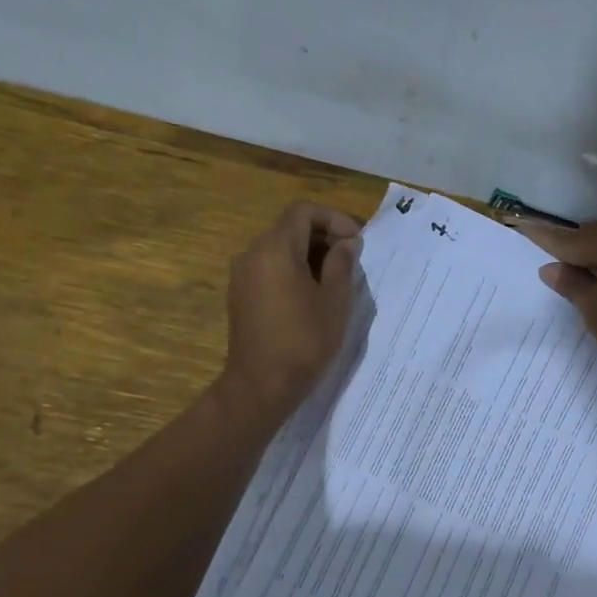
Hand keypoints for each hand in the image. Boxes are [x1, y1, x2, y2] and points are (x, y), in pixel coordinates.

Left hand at [221, 200, 362, 418]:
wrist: (261, 385)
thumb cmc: (304, 342)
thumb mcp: (334, 302)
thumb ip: (341, 265)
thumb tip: (346, 243)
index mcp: (276, 249)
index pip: (303, 211)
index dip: (333, 218)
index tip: (356, 240)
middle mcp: (253, 253)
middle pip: (290, 227)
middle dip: (323, 235)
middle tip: (352, 257)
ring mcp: (242, 274)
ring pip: (279, 248)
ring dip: (309, 253)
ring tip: (336, 277)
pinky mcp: (240, 294)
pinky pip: (269, 267)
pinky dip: (292, 268)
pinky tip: (312, 293)